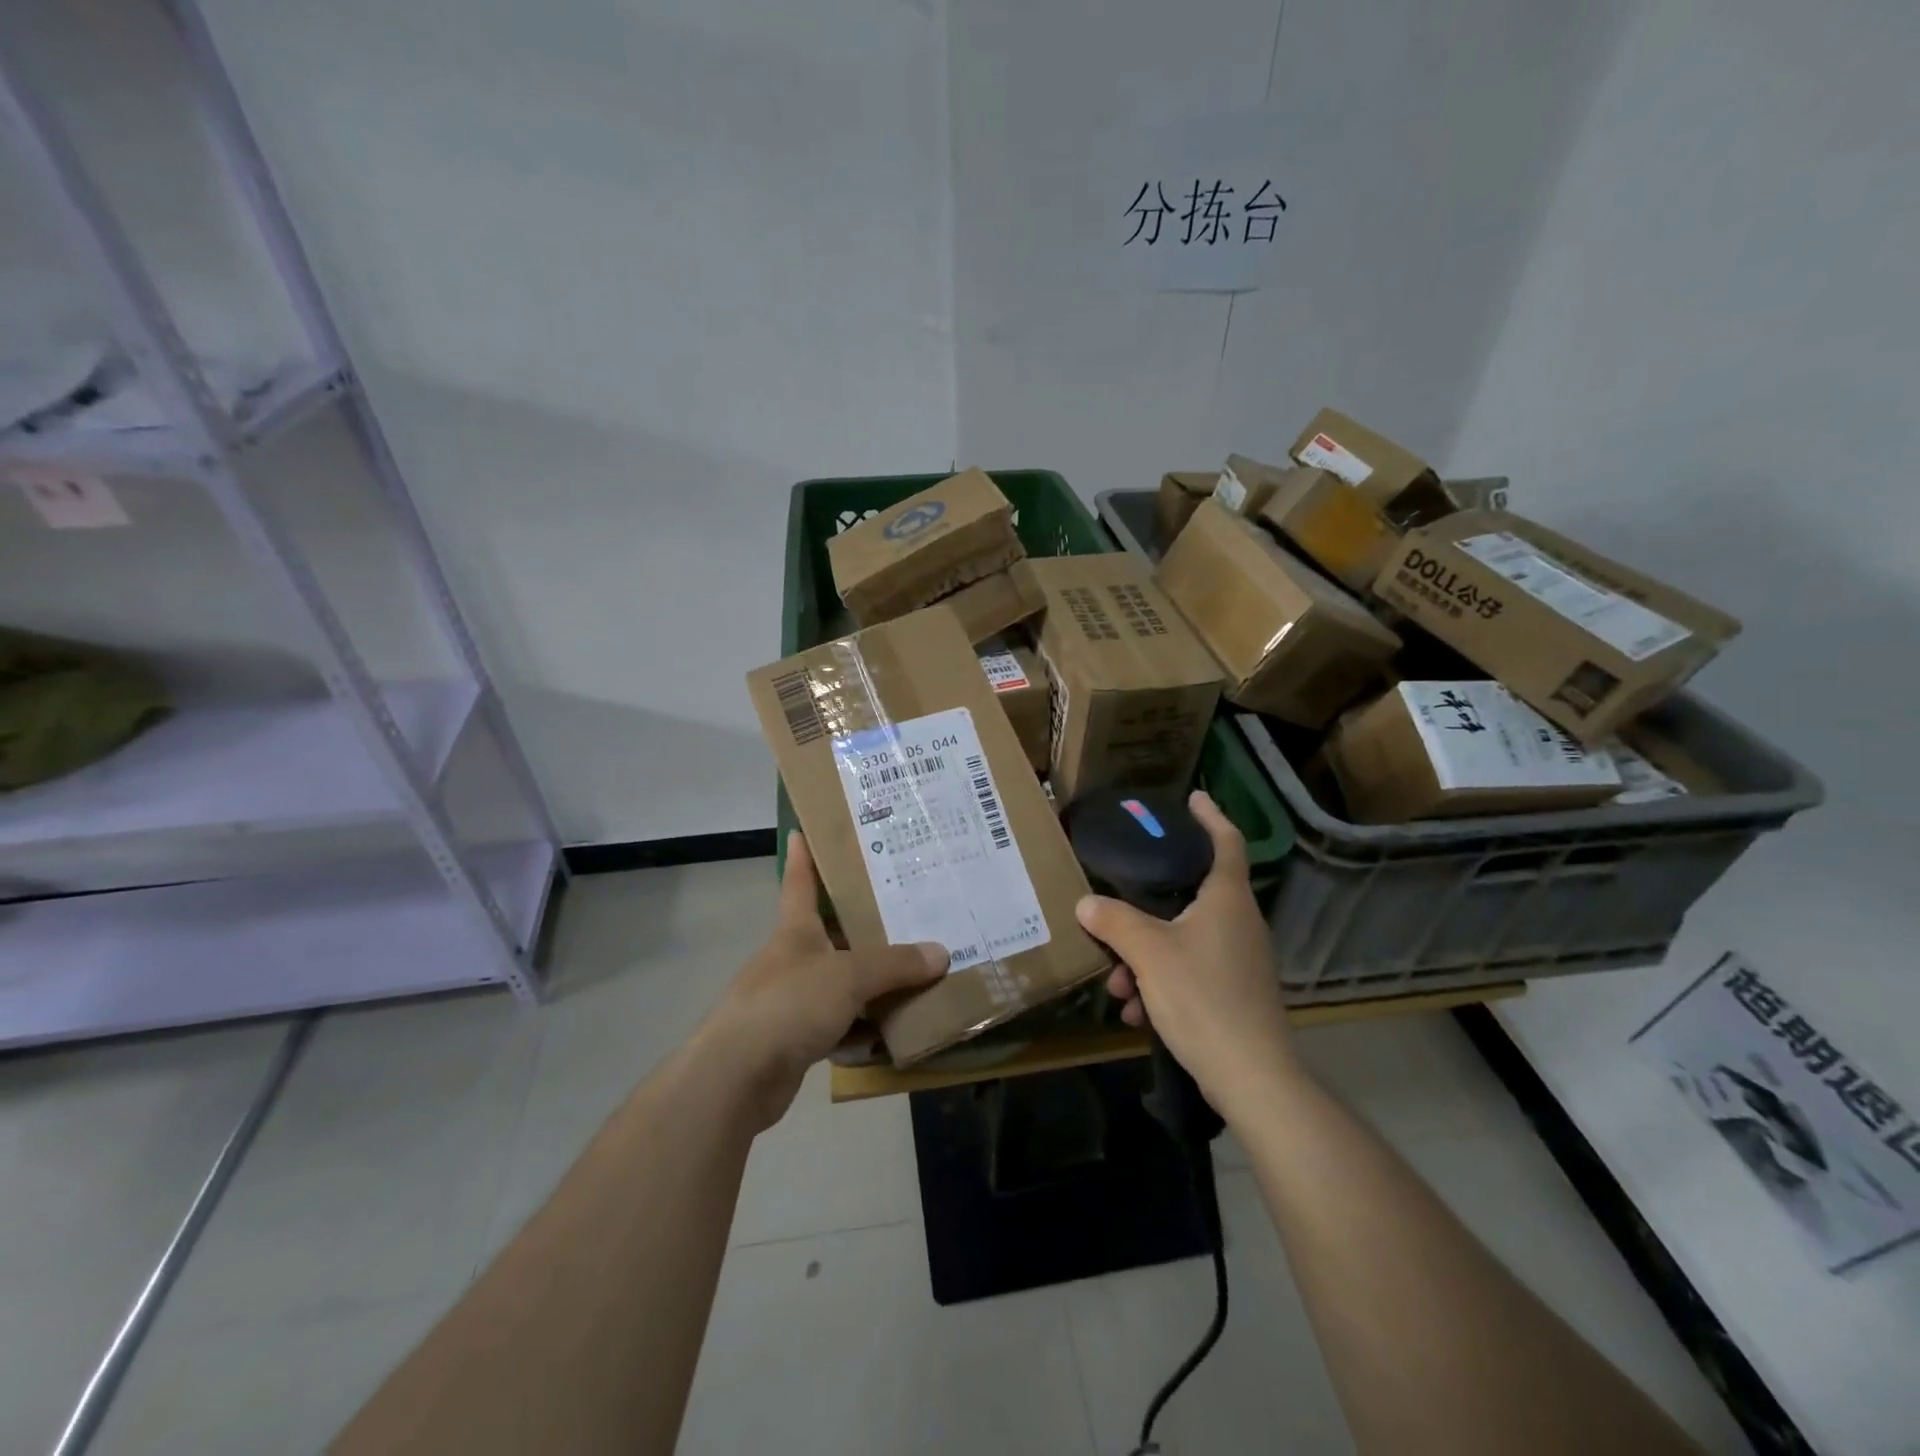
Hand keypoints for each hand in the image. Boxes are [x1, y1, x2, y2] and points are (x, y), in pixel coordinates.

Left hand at [700, 832, 948, 1130]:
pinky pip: (839, 1024)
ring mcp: (791, 1001)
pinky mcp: (795, 1039)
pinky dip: (863, 1026)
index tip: (802, 830)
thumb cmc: (789, 1005)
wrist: (737, 1078)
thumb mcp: (848, 976)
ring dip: (870, 981)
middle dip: (863, 923)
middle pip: (831, 933)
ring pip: (839, 981)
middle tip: (906, 908)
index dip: (803, 856)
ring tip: (915, 969)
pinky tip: (894, 1028)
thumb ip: (894, 964)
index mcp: (795, 931)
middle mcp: (792, 959)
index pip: (800, 883)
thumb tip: (940, 953)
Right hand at [1075, 791, 1299, 1118]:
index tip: (1194, 797)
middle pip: (1188, 896)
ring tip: (1117, 987)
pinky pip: (1189, 973)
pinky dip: (1160, 984)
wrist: (1251, 1077)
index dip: (1210, 816)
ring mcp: (1239, 960)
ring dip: (1144, 958)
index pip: (1225, 842)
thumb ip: (1115, 921)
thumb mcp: (1148, 954)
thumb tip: (1087, 902)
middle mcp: (1238, 923)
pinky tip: (1137, 1013)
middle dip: (1144, 911)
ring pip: (1181, 941)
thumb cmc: (1203, 997)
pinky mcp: (1234, 993)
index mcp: (1226, 899)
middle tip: (1113, 913)